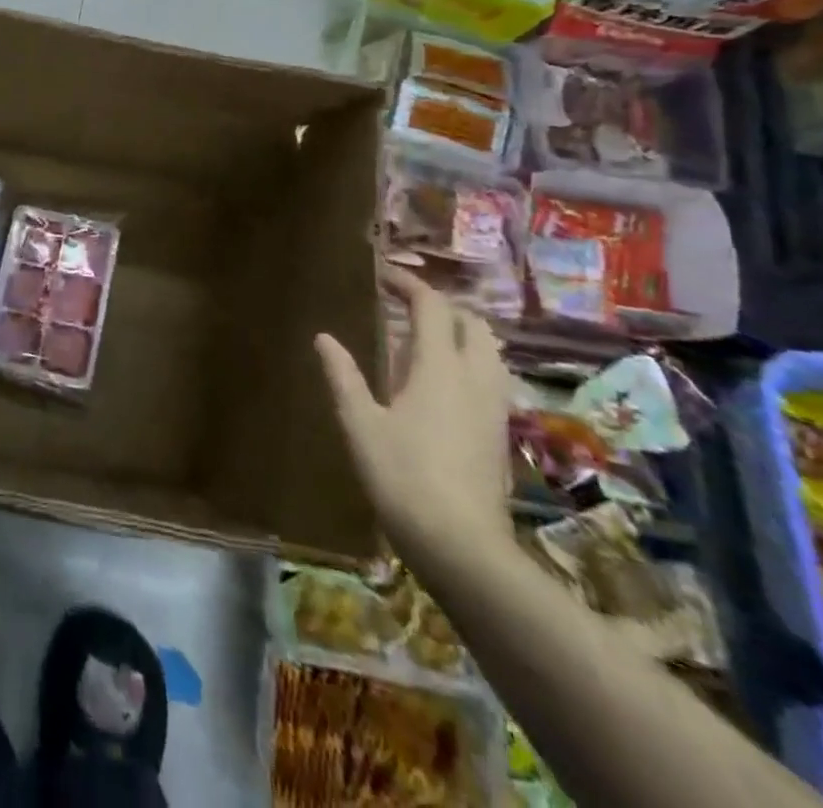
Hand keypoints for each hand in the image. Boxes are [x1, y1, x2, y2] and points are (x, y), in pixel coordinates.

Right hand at [315, 266, 512, 564]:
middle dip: (441, 307)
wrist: (461, 545)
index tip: (381, 277)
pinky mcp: (499, 433)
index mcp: (440, 367)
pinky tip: (439, 385)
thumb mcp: (360, 422)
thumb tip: (324, 337)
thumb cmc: (401, 475)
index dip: (408, 285)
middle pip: (472, 324)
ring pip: (488, 352)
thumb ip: (343, 375)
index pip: (432, 307)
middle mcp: (475, 378)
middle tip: (404, 308)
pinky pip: (489, 379)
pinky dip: (468, 363)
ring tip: (422, 342)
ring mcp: (494, 408)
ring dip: (460, 334)